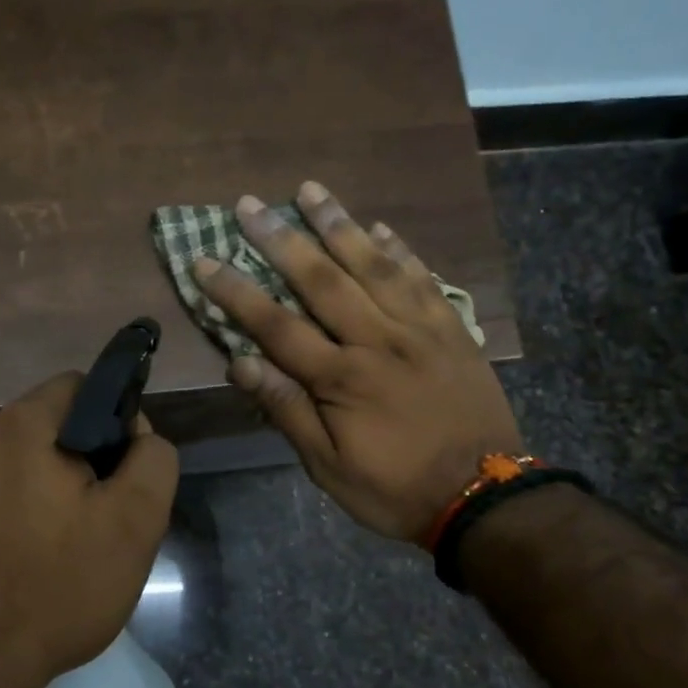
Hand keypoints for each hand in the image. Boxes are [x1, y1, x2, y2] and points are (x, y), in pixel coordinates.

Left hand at [0, 372, 178, 687]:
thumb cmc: (56, 588)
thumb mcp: (135, 523)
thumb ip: (153, 460)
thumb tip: (137, 435)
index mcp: (18, 424)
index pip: (83, 387)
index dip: (118, 423)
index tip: (126, 476)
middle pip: (54, 423)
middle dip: (88, 459)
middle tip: (104, 519)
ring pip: (27, 457)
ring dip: (57, 485)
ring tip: (71, 543)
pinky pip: (0, 486)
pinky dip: (25, 506)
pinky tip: (34, 554)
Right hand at [194, 181, 522, 541]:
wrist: (482, 497)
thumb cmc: (394, 488)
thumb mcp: (328, 466)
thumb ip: (286, 410)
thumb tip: (239, 363)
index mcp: (341, 378)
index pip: (276, 325)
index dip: (236, 292)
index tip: (204, 261)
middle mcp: (378, 340)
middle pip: (322, 280)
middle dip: (281, 239)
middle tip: (250, 203)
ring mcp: (420, 330)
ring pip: (374, 265)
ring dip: (339, 225)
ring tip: (311, 190)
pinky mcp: (452, 330)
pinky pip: (423, 279)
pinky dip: (400, 250)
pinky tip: (380, 227)